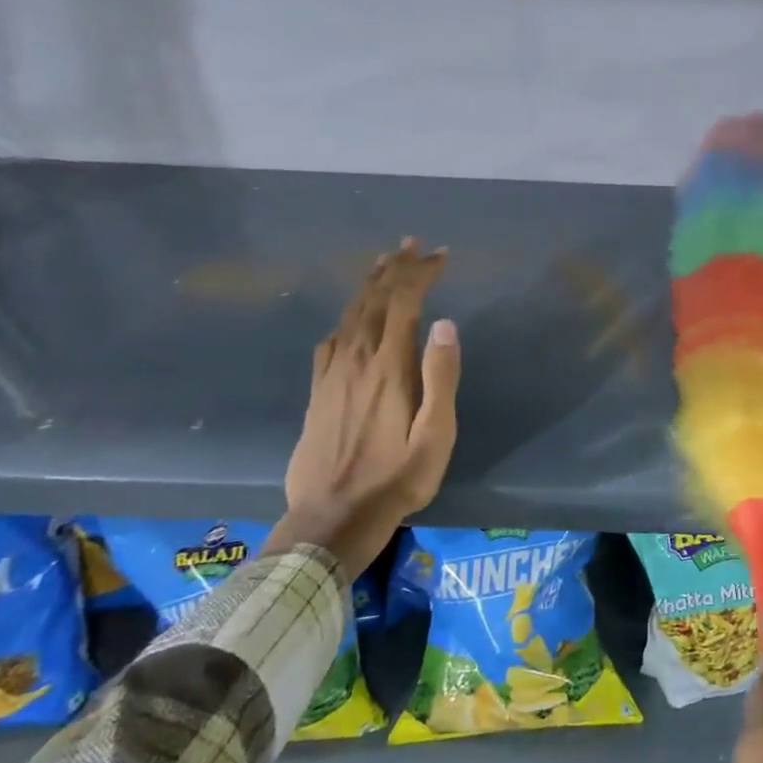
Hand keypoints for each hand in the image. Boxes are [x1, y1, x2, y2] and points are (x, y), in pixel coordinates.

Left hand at [265, 238, 460, 580]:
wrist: (331, 518)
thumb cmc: (395, 480)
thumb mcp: (435, 435)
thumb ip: (441, 377)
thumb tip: (445, 324)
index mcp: (389, 367)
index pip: (404, 303)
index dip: (421, 274)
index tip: (441, 255)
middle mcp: (356, 360)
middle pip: (373, 300)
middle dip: (395, 268)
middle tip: (412, 244)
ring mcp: (332, 375)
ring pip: (349, 315)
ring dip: (368, 285)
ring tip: (383, 264)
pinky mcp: (318, 392)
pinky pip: (331, 339)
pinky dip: (346, 317)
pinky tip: (350, 320)